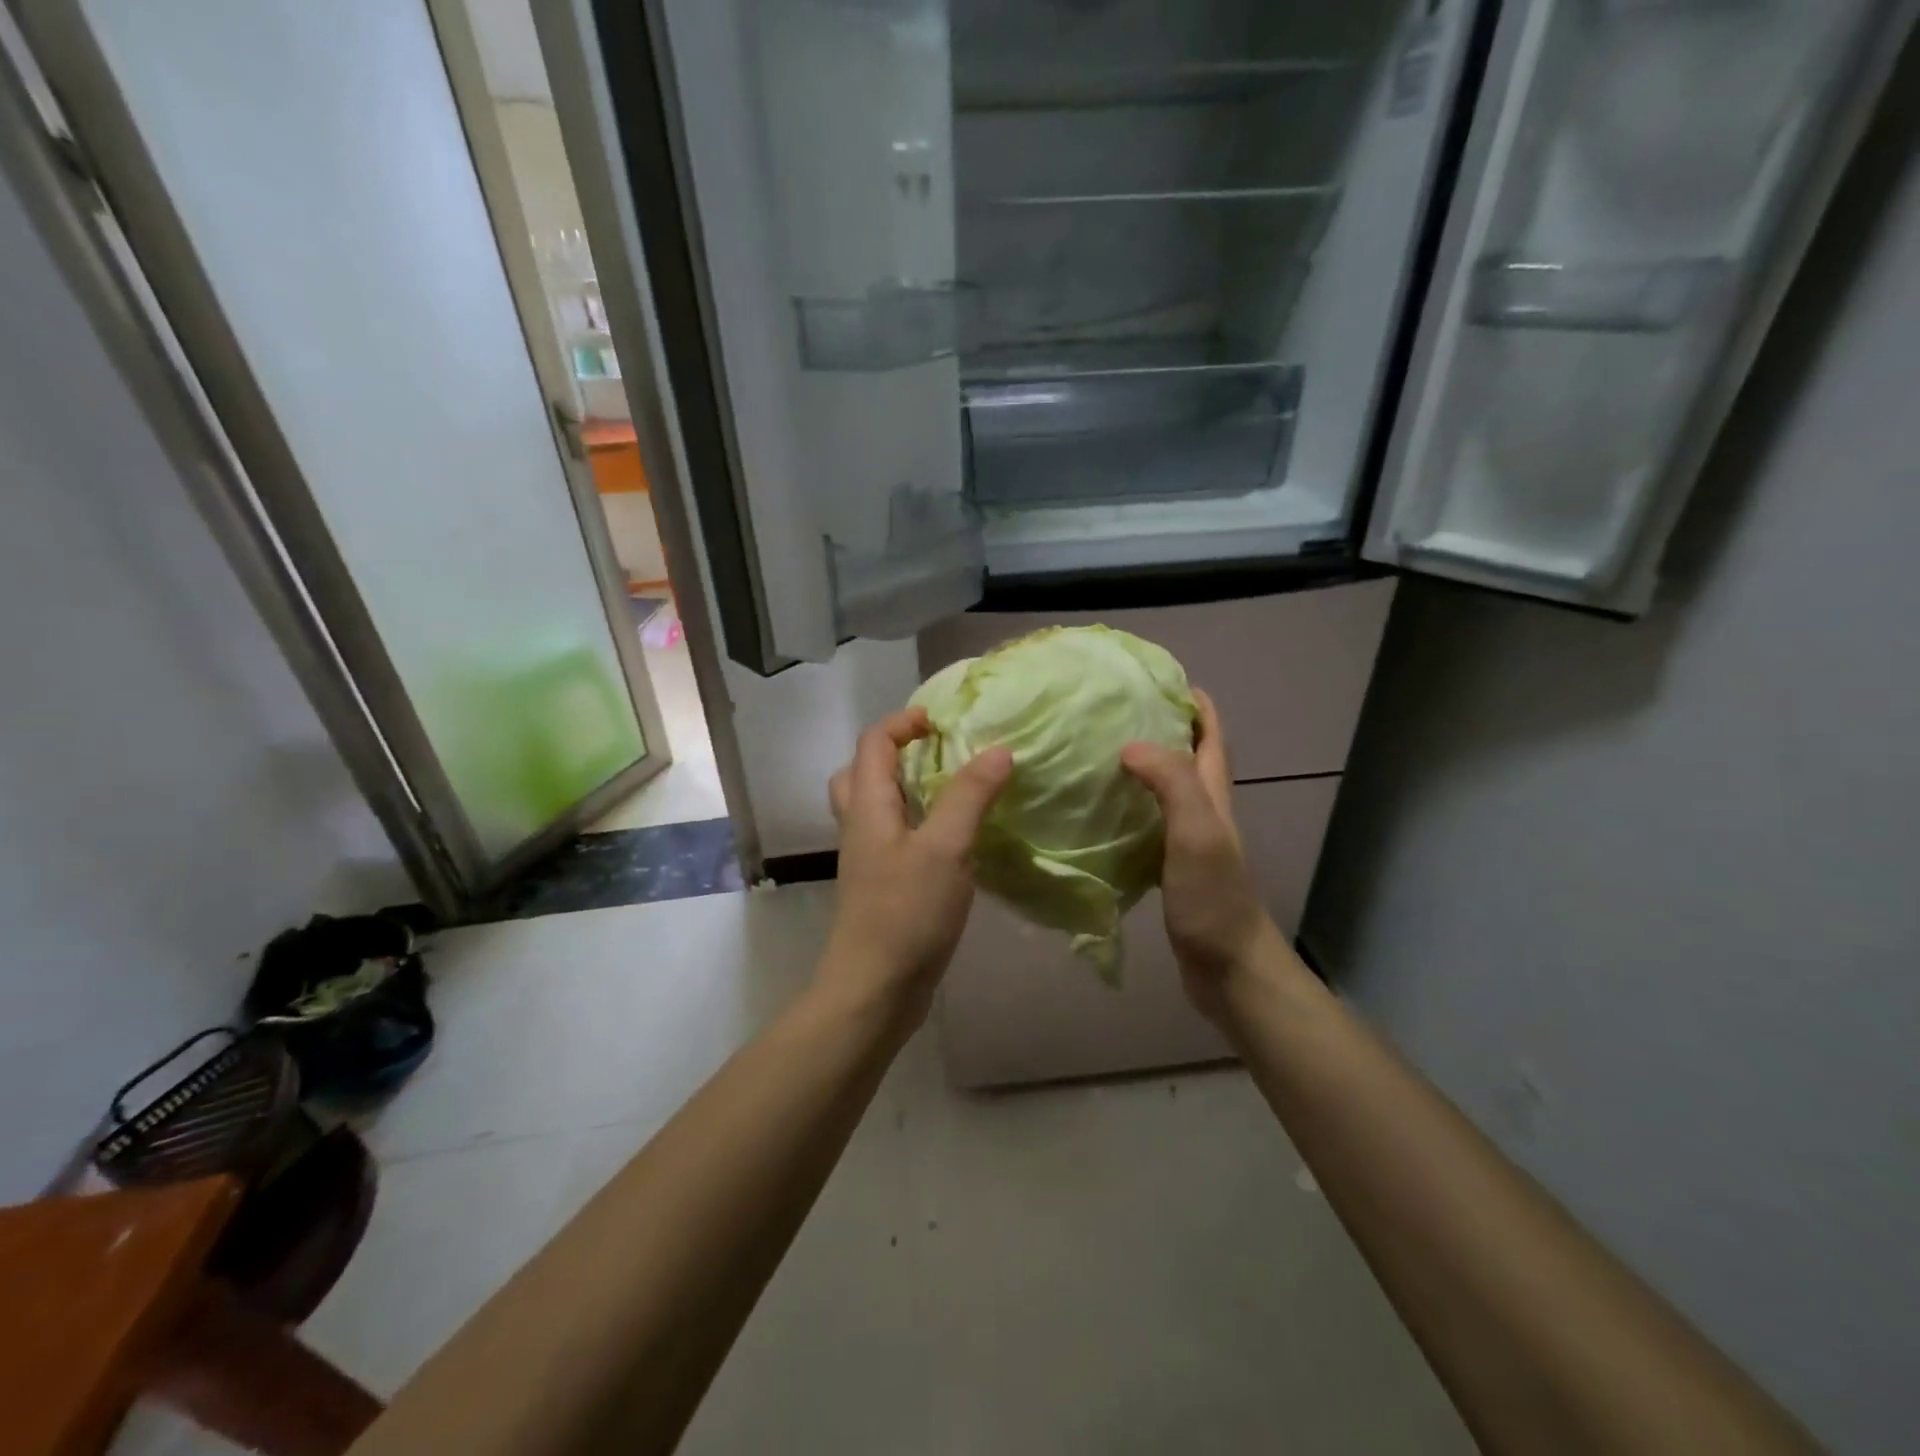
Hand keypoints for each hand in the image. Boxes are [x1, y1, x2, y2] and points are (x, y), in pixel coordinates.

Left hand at [822, 707, 1012, 1023]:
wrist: (874, 990)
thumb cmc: (906, 913)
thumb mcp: (945, 848)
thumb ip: (970, 796)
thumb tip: (999, 749)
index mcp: (868, 806)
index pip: (874, 743)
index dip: (904, 722)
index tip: (944, 722)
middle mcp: (861, 826)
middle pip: (864, 771)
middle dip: (898, 752)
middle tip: (941, 752)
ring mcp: (869, 859)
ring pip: (878, 806)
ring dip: (908, 788)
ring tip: (952, 790)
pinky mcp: (883, 886)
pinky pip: (895, 837)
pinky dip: (919, 823)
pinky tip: (955, 839)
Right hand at [1121, 690, 1283, 1026]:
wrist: (1227, 968)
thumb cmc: (1214, 899)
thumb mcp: (1197, 832)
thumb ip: (1172, 784)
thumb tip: (1131, 744)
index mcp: (1214, 795)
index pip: (1211, 735)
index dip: (1194, 704)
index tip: (1159, 680)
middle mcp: (1203, 811)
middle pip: (1187, 756)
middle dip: (1160, 727)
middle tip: (1113, 712)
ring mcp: (1186, 841)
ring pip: (1164, 790)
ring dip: (1140, 767)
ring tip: (1096, 752)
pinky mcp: (1169, 867)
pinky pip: (1146, 823)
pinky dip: (1126, 807)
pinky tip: (1095, 811)